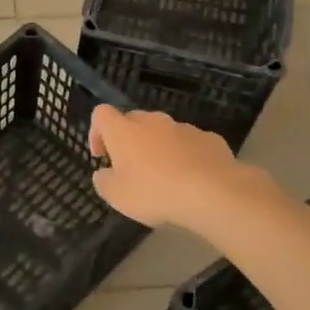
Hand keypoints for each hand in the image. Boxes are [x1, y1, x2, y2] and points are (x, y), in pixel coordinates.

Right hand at [89, 105, 252, 231]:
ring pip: (164, 131)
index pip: (101, 114)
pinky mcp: (209, 138)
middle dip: (129, 140)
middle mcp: (152, 121)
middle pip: (133, 120)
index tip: (102, 155)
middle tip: (132, 168)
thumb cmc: (155, 192)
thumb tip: (103, 173)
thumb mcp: (117, 196)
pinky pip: (190, 143)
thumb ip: (104, 181)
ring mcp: (183, 127)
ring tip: (165, 177)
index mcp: (124, 131)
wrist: (213, 192)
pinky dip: (185, 155)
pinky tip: (191, 178)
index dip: (97, 132)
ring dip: (158, 147)